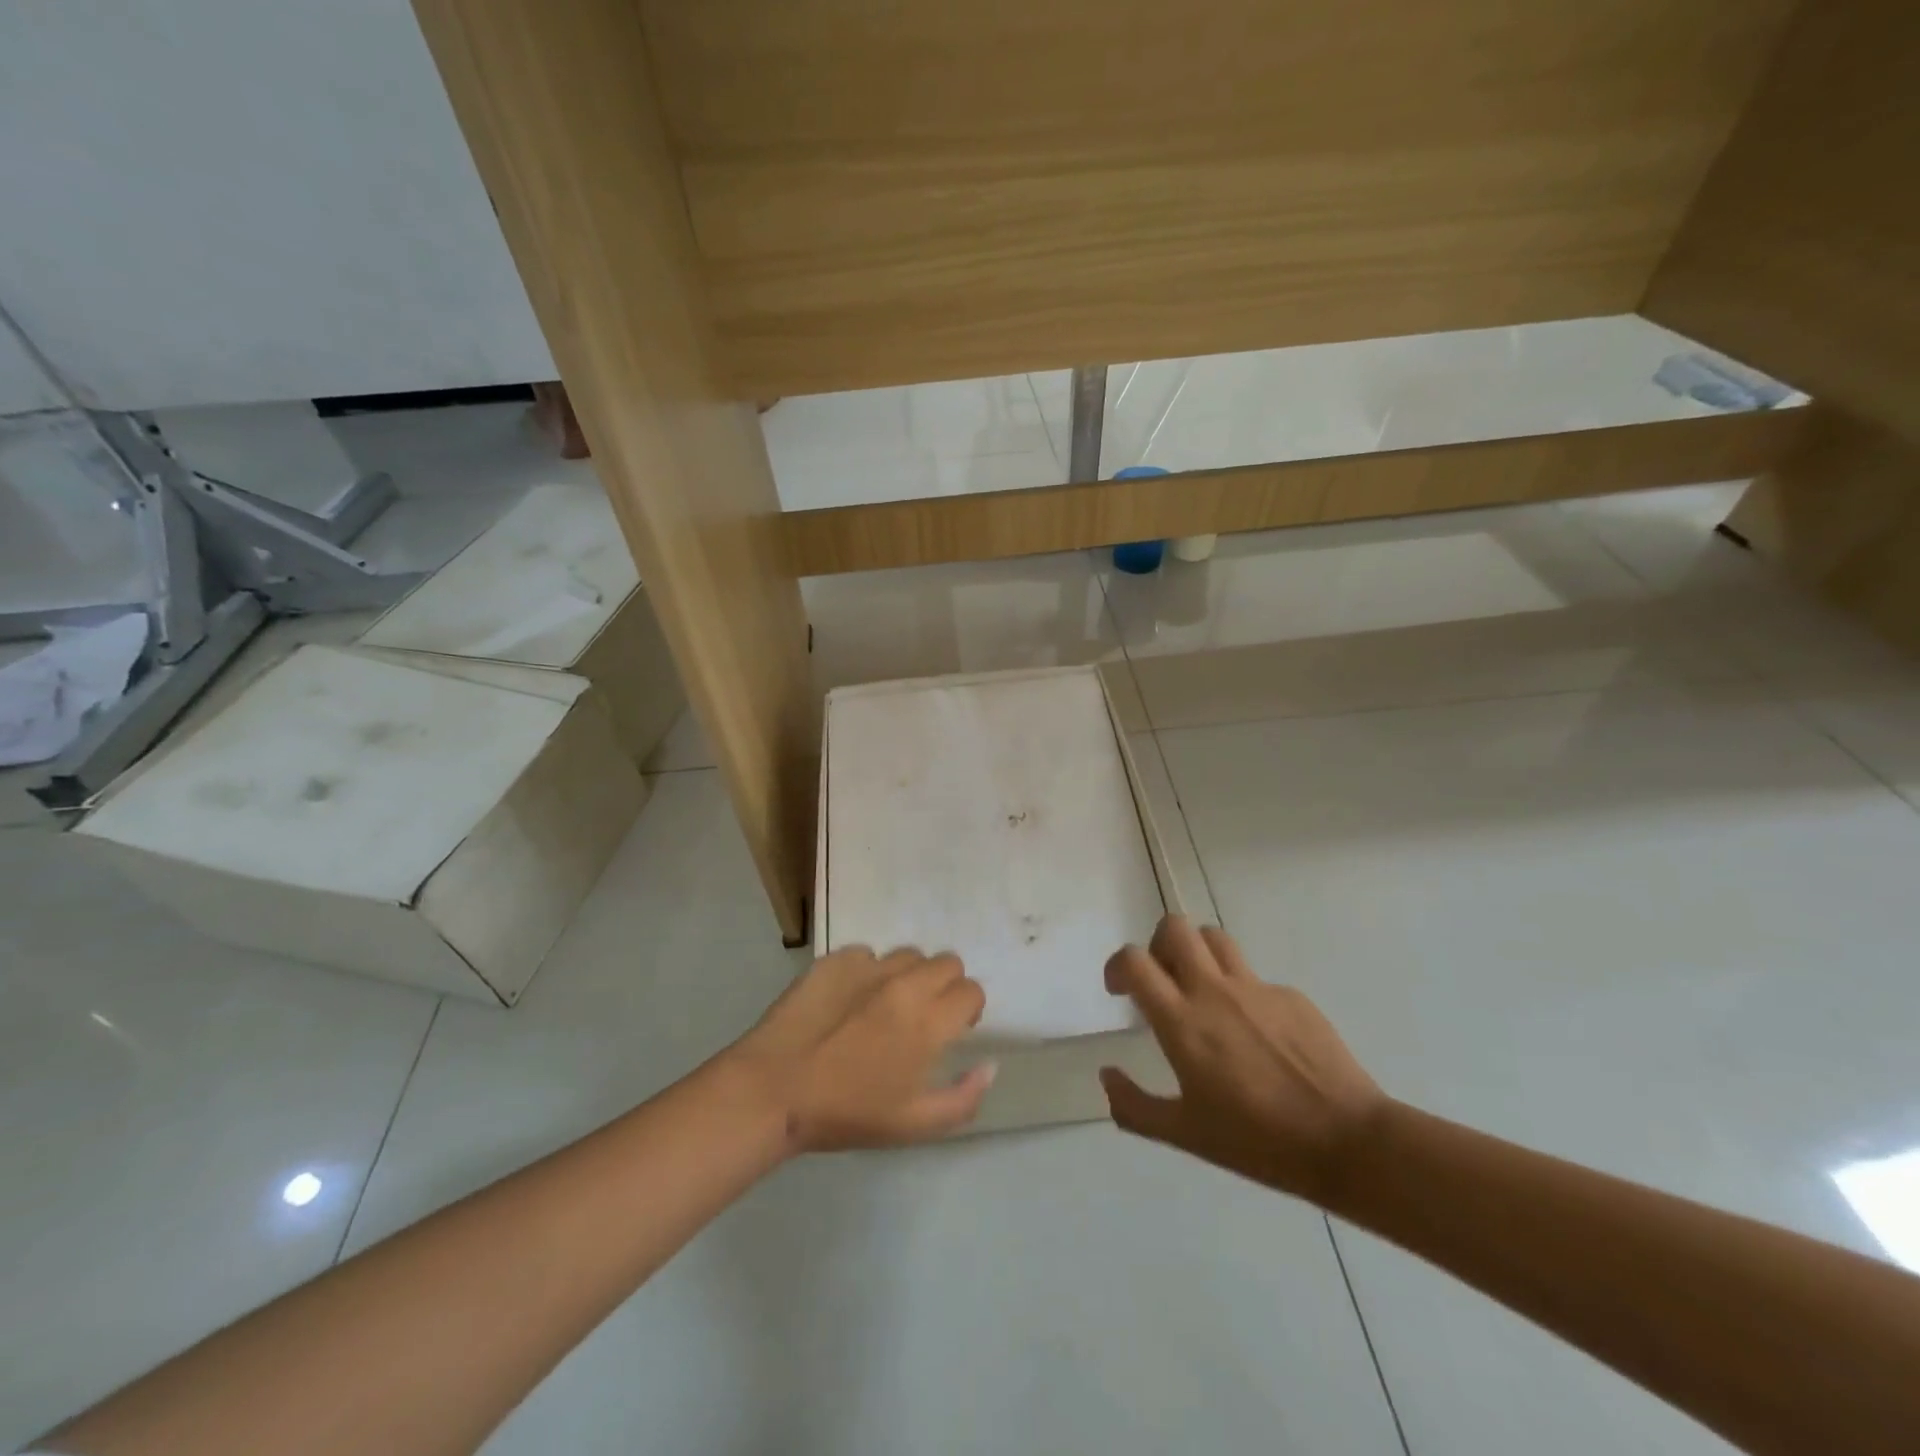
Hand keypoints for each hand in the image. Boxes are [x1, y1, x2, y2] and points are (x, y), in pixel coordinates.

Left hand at [730, 946, 995, 1151]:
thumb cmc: (847, 1113)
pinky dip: (867, 973)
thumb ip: (964, 1097)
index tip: (952, 1030)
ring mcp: (868, 966)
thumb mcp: (915, 1125)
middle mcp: (906, 983)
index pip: (972, 991)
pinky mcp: (835, 959)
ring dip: (908, 976)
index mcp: (929, 1021)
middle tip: (922, 1016)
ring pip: (908, 955)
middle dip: (944, 986)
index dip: (967, 1011)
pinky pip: (866, 955)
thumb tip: (990, 1066)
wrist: (774, 1090)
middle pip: (947, 962)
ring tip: (883, 1006)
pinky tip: (847, 1001)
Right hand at [1100, 916, 1387, 1203]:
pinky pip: (1254, 976)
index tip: (1121, 991)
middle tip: (1163, 981)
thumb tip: (1106, 1074)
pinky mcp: (1291, 995)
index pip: (1135, 961)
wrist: (1347, 1141)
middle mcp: (1214, 991)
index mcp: (1182, 1021)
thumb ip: (1134, 1106)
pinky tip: (1255, 1034)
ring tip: (1201, 990)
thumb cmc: (1258, 1142)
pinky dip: (1240, 990)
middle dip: (1158, 945)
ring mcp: (1256, 988)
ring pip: (1214, 938)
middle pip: (1175, 928)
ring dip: (1197, 953)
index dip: (1118, 966)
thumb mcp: (1185, 1135)